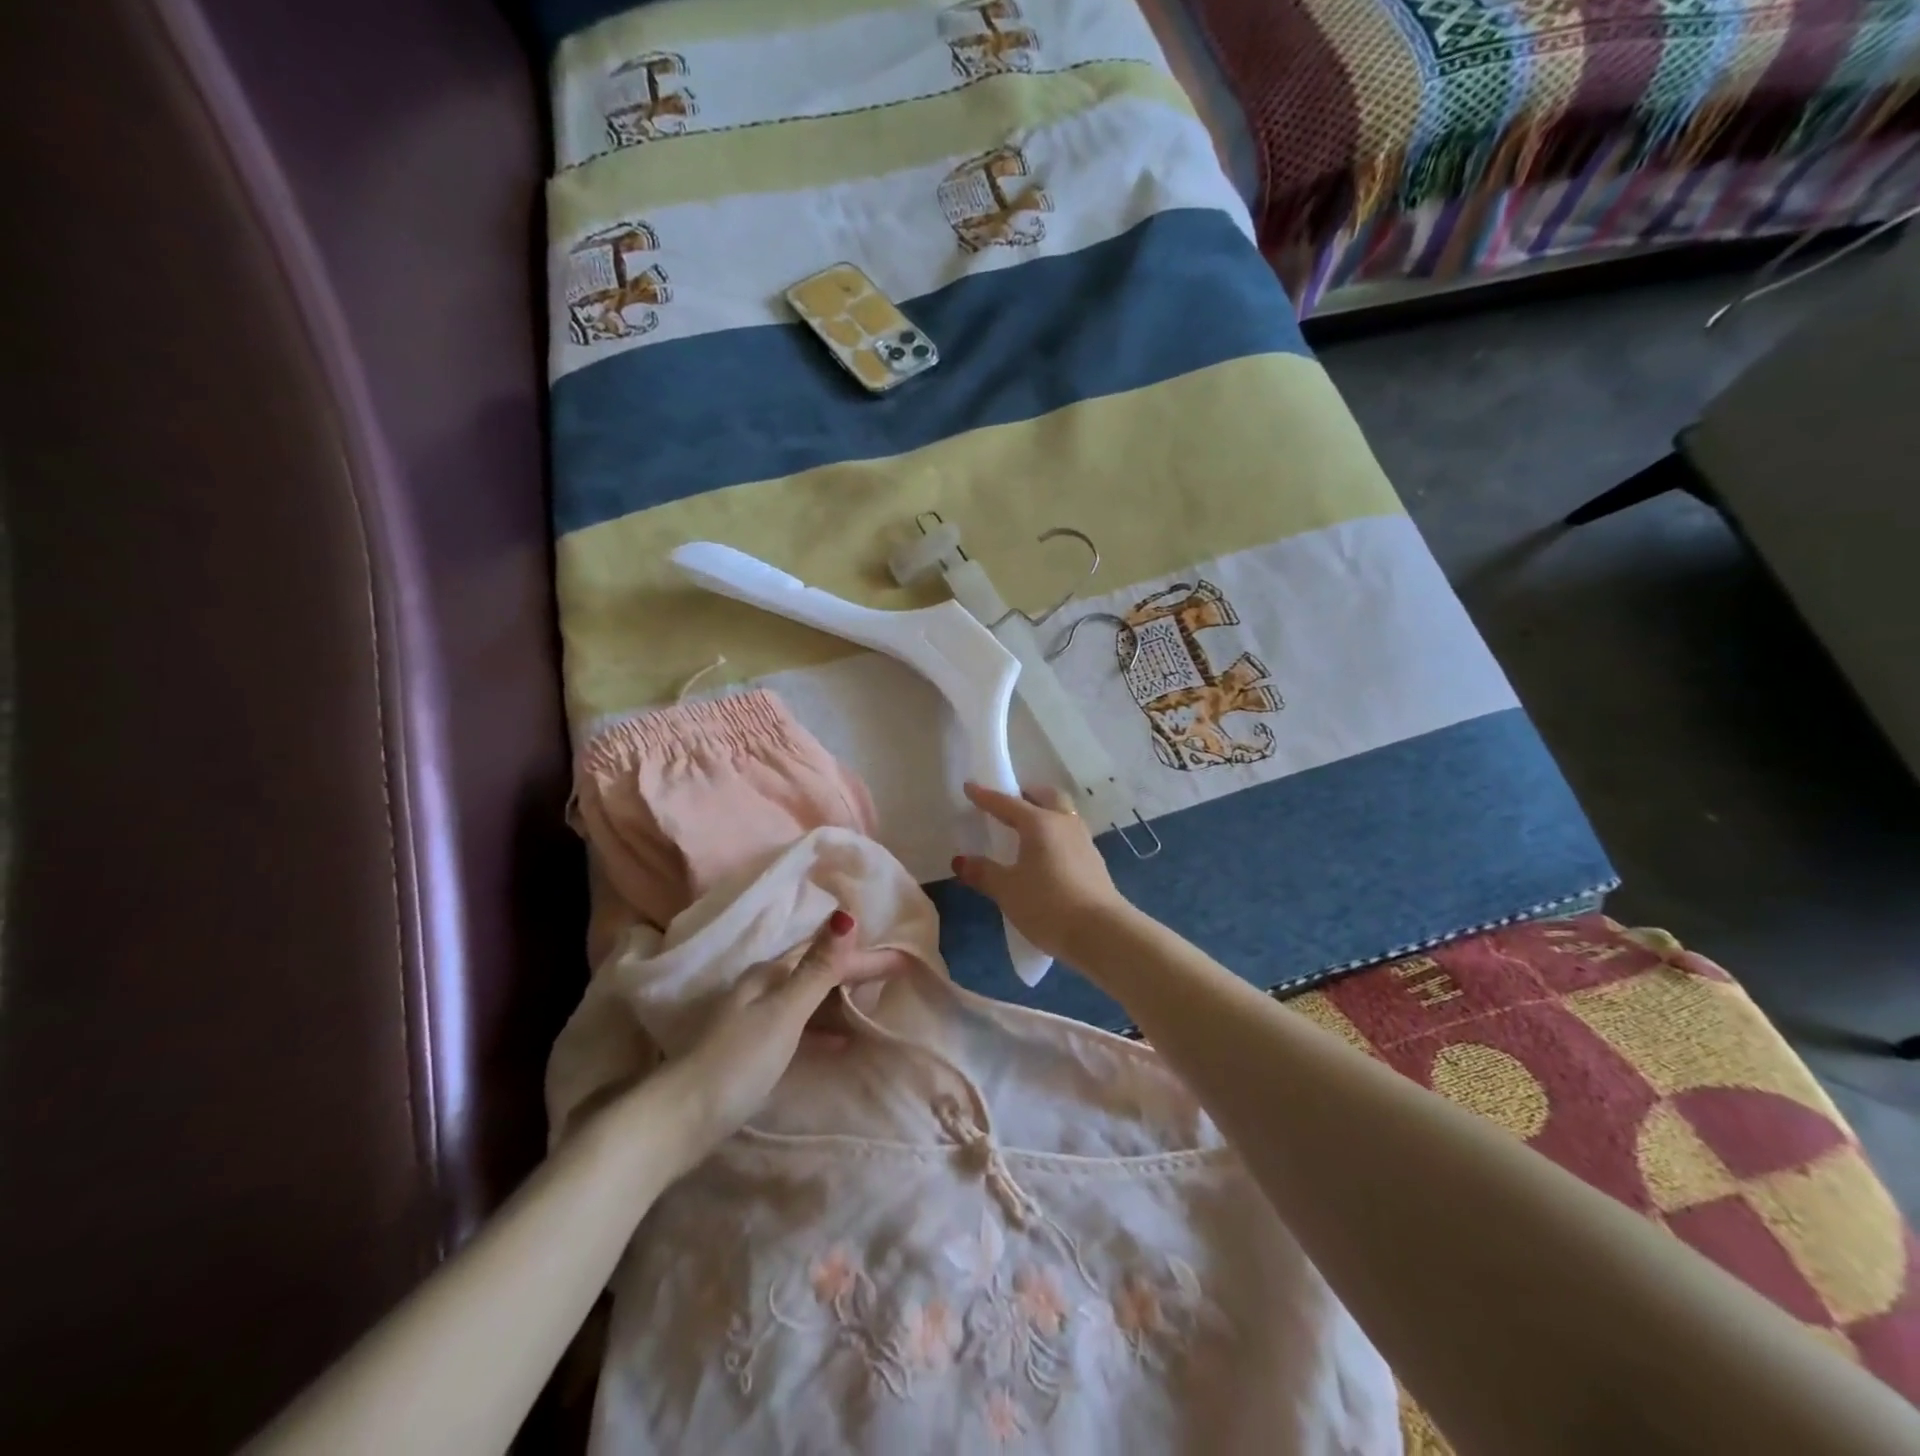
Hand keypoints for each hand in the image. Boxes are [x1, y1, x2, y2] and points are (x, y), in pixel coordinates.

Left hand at [657, 911, 884, 1168]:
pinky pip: (800, 1027)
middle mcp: (761, 989)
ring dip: (840, 1001)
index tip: (904, 961)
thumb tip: (846, 916)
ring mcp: (754, 1020)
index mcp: (768, 974)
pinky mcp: (751, 1050)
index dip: (865, 958)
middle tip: (895, 979)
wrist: (678, 1121)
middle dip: (854, 974)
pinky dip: (823, 1029)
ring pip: (808, 1000)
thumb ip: (817, 970)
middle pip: (817, 974)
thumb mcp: (783, 1013)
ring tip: (874, 1007)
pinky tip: (840, 1042)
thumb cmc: (737, 1062)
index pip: (827, 957)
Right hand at [952, 782, 1128, 961]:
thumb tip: (960, 861)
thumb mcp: (1007, 890)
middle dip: (1028, 795)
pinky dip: (1055, 835)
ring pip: (1063, 815)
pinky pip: (1070, 836)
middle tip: (1011, 802)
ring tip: (1028, 829)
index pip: (1007, 803)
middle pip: (1047, 797)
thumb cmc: (1048, 904)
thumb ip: (983, 873)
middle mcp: (1064, 824)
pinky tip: (1047, 855)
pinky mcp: (1094, 862)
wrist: (1101, 933)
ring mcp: (1084, 842)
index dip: (986, 796)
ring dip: (1046, 813)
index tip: (970, 786)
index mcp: (1040, 823)